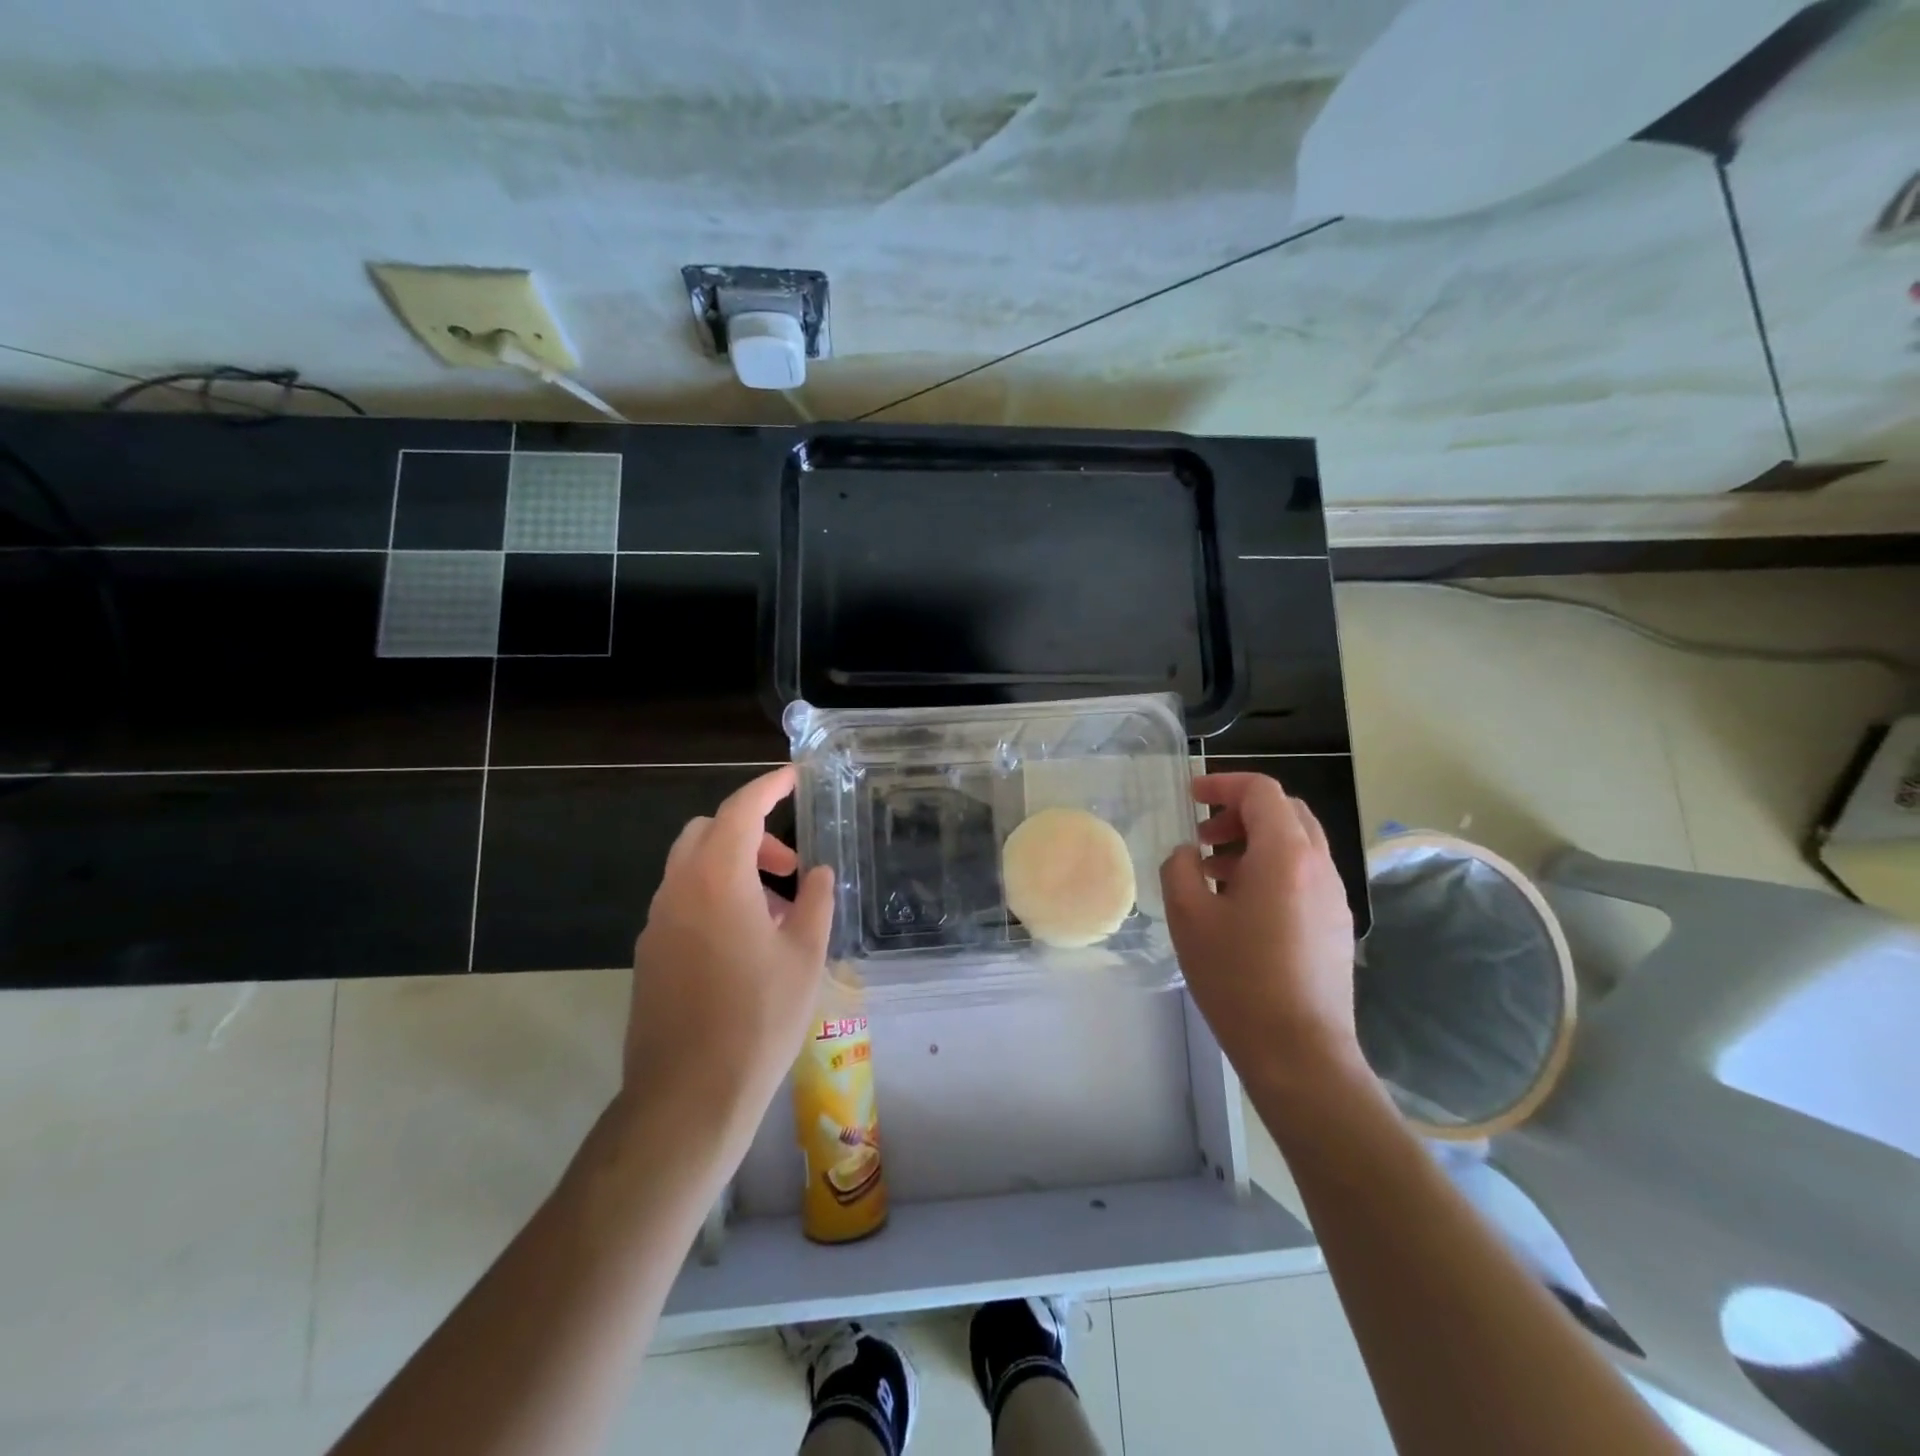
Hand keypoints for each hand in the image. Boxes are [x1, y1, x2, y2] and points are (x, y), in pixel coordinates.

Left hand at [621, 767, 834, 1169]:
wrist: (688, 1096)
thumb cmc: (759, 1020)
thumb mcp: (805, 957)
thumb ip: (815, 902)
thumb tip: (817, 873)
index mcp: (717, 880)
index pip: (740, 810)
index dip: (767, 787)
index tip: (792, 778)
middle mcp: (678, 891)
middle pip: (707, 832)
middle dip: (749, 833)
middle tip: (788, 866)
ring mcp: (657, 923)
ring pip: (691, 868)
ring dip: (732, 868)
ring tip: (776, 911)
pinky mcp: (649, 954)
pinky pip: (682, 902)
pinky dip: (713, 897)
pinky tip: (745, 942)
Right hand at [1160, 773, 1361, 1093]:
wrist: (1300, 1053)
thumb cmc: (1238, 979)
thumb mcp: (1189, 917)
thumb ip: (1180, 868)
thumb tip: (1190, 854)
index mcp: (1285, 854)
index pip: (1262, 791)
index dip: (1223, 784)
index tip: (1191, 796)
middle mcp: (1319, 866)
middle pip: (1285, 812)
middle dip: (1241, 812)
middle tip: (1204, 835)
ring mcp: (1334, 897)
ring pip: (1297, 844)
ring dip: (1255, 843)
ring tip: (1215, 875)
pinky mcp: (1337, 926)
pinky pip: (1305, 876)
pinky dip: (1272, 870)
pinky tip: (1242, 908)